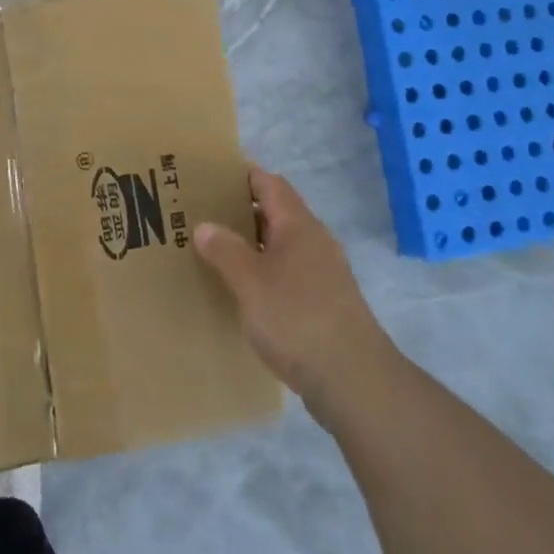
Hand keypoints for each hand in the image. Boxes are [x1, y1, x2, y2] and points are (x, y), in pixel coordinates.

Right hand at [195, 168, 396, 410]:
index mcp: (298, 225)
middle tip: (201, 215)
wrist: (352, 378)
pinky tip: (242, 290)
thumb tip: (205, 225)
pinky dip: (263, 271)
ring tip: (214, 251)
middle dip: (240, 210)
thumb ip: (225, 250)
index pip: (270, 184)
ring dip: (251, 244)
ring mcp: (323, 273)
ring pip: (281, 245)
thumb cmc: (296, 318)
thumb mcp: (250, 282)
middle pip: (275, 212)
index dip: (242, 175)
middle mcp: (314, 241)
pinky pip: (287, 272)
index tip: (209, 175)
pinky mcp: (324, 302)